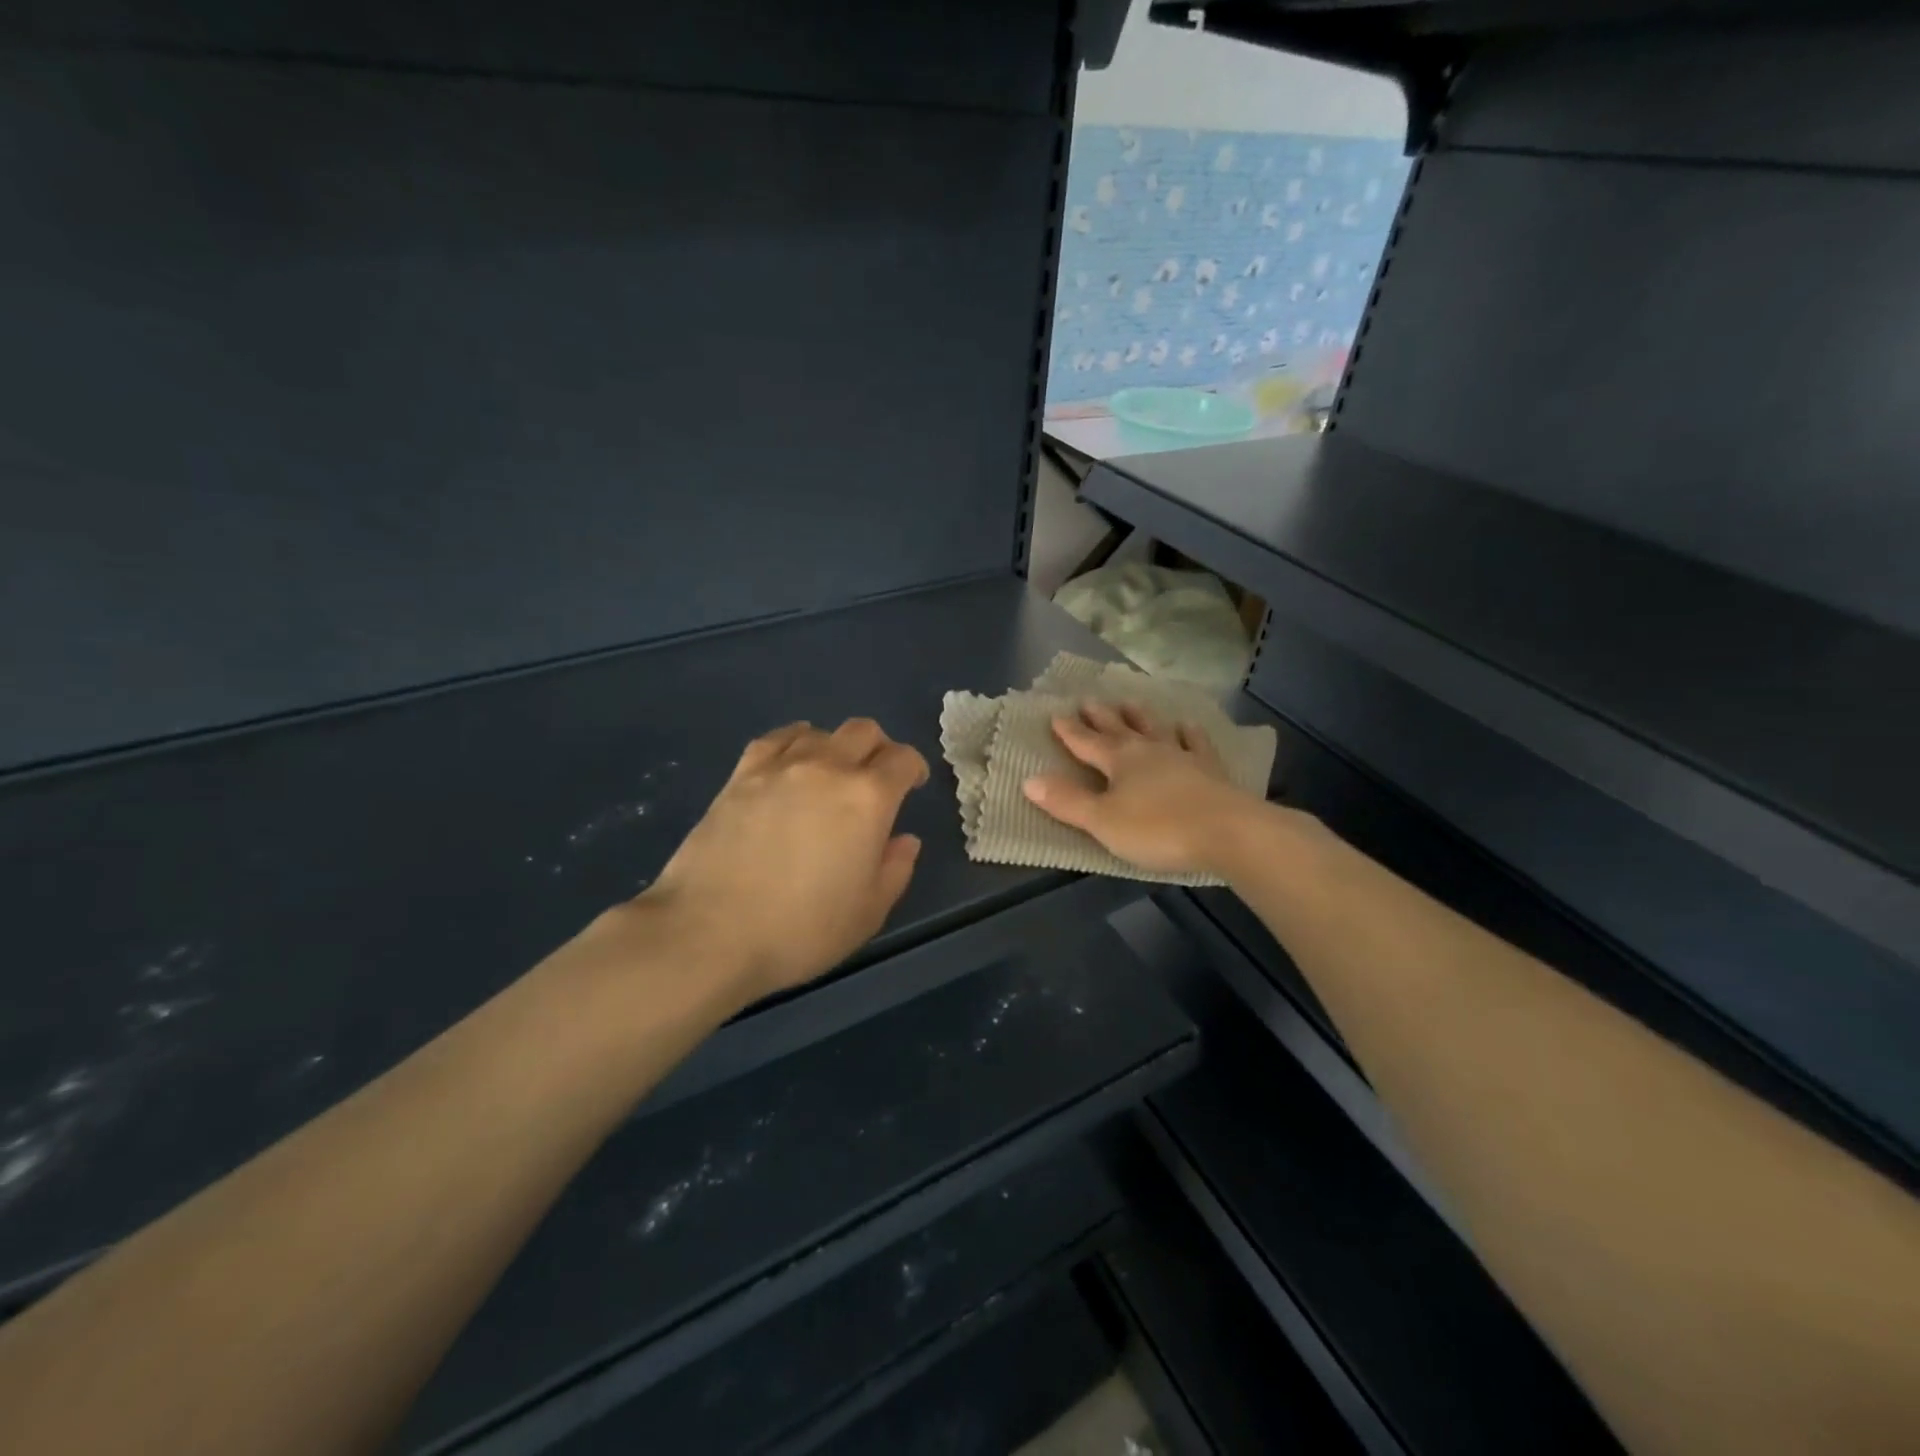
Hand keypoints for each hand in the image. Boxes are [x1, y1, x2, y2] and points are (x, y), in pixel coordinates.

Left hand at [635, 719, 929, 1000]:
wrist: (710, 932)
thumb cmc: (801, 930)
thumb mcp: (868, 912)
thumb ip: (895, 869)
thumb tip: (904, 840)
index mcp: (868, 798)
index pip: (902, 759)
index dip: (913, 768)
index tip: (912, 786)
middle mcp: (828, 768)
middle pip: (864, 731)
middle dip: (879, 748)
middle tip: (876, 778)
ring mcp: (780, 767)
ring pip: (820, 731)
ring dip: (836, 746)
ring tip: (830, 774)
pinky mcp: (741, 775)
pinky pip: (775, 739)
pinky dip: (793, 743)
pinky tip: (790, 763)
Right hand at [1022, 701, 1254, 876]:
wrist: (1227, 832)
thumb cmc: (1158, 829)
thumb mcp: (1103, 822)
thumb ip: (1068, 802)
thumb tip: (1029, 780)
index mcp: (1119, 762)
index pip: (1087, 744)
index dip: (1070, 732)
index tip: (1056, 715)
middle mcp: (1148, 751)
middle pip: (1119, 730)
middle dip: (1101, 718)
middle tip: (1089, 700)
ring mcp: (1183, 757)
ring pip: (1156, 730)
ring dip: (1141, 717)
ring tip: (1131, 702)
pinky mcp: (1211, 770)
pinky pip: (1197, 743)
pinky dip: (1190, 733)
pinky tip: (1188, 725)